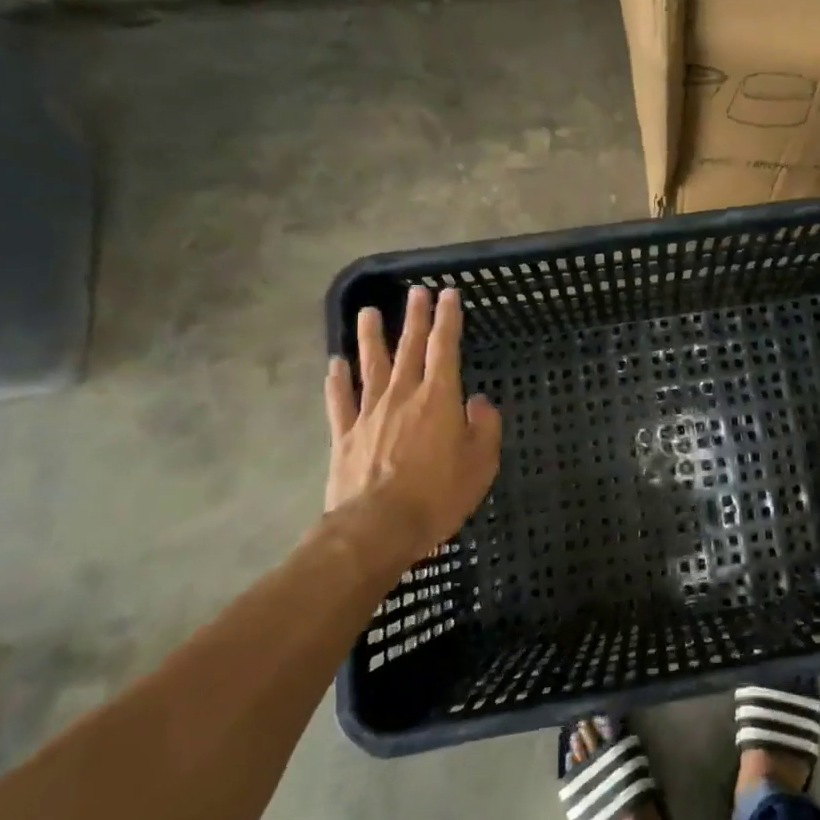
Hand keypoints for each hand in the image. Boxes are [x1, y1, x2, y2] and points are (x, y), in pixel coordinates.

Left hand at [323, 286, 502, 567]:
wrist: (377, 528)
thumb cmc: (438, 495)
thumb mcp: (480, 463)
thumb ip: (485, 427)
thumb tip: (480, 401)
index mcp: (439, 398)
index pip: (445, 347)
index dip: (448, 318)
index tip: (448, 294)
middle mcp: (403, 396)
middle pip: (409, 347)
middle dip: (414, 317)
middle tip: (415, 291)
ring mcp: (369, 413)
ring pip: (370, 365)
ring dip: (370, 337)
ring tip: (368, 312)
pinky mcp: (345, 435)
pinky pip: (340, 400)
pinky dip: (337, 380)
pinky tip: (335, 364)